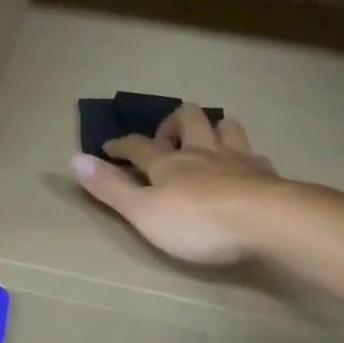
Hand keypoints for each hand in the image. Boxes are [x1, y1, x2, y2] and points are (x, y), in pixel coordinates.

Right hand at [71, 105, 280, 265]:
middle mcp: (201, 153)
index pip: (138, 146)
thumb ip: (110, 188)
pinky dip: (245, 158)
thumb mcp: (143, 212)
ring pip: (225, 127)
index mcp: (167, 164)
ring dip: (213, 129)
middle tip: (165, 141)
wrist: (269, 222)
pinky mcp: (266, 175)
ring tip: (207, 142)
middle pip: (187, 120)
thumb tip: (74, 159)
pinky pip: (255, 155)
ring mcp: (237, 160)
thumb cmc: (198, 222)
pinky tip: (246, 169)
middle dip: (172, 124)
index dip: (121, 144)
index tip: (108, 146)